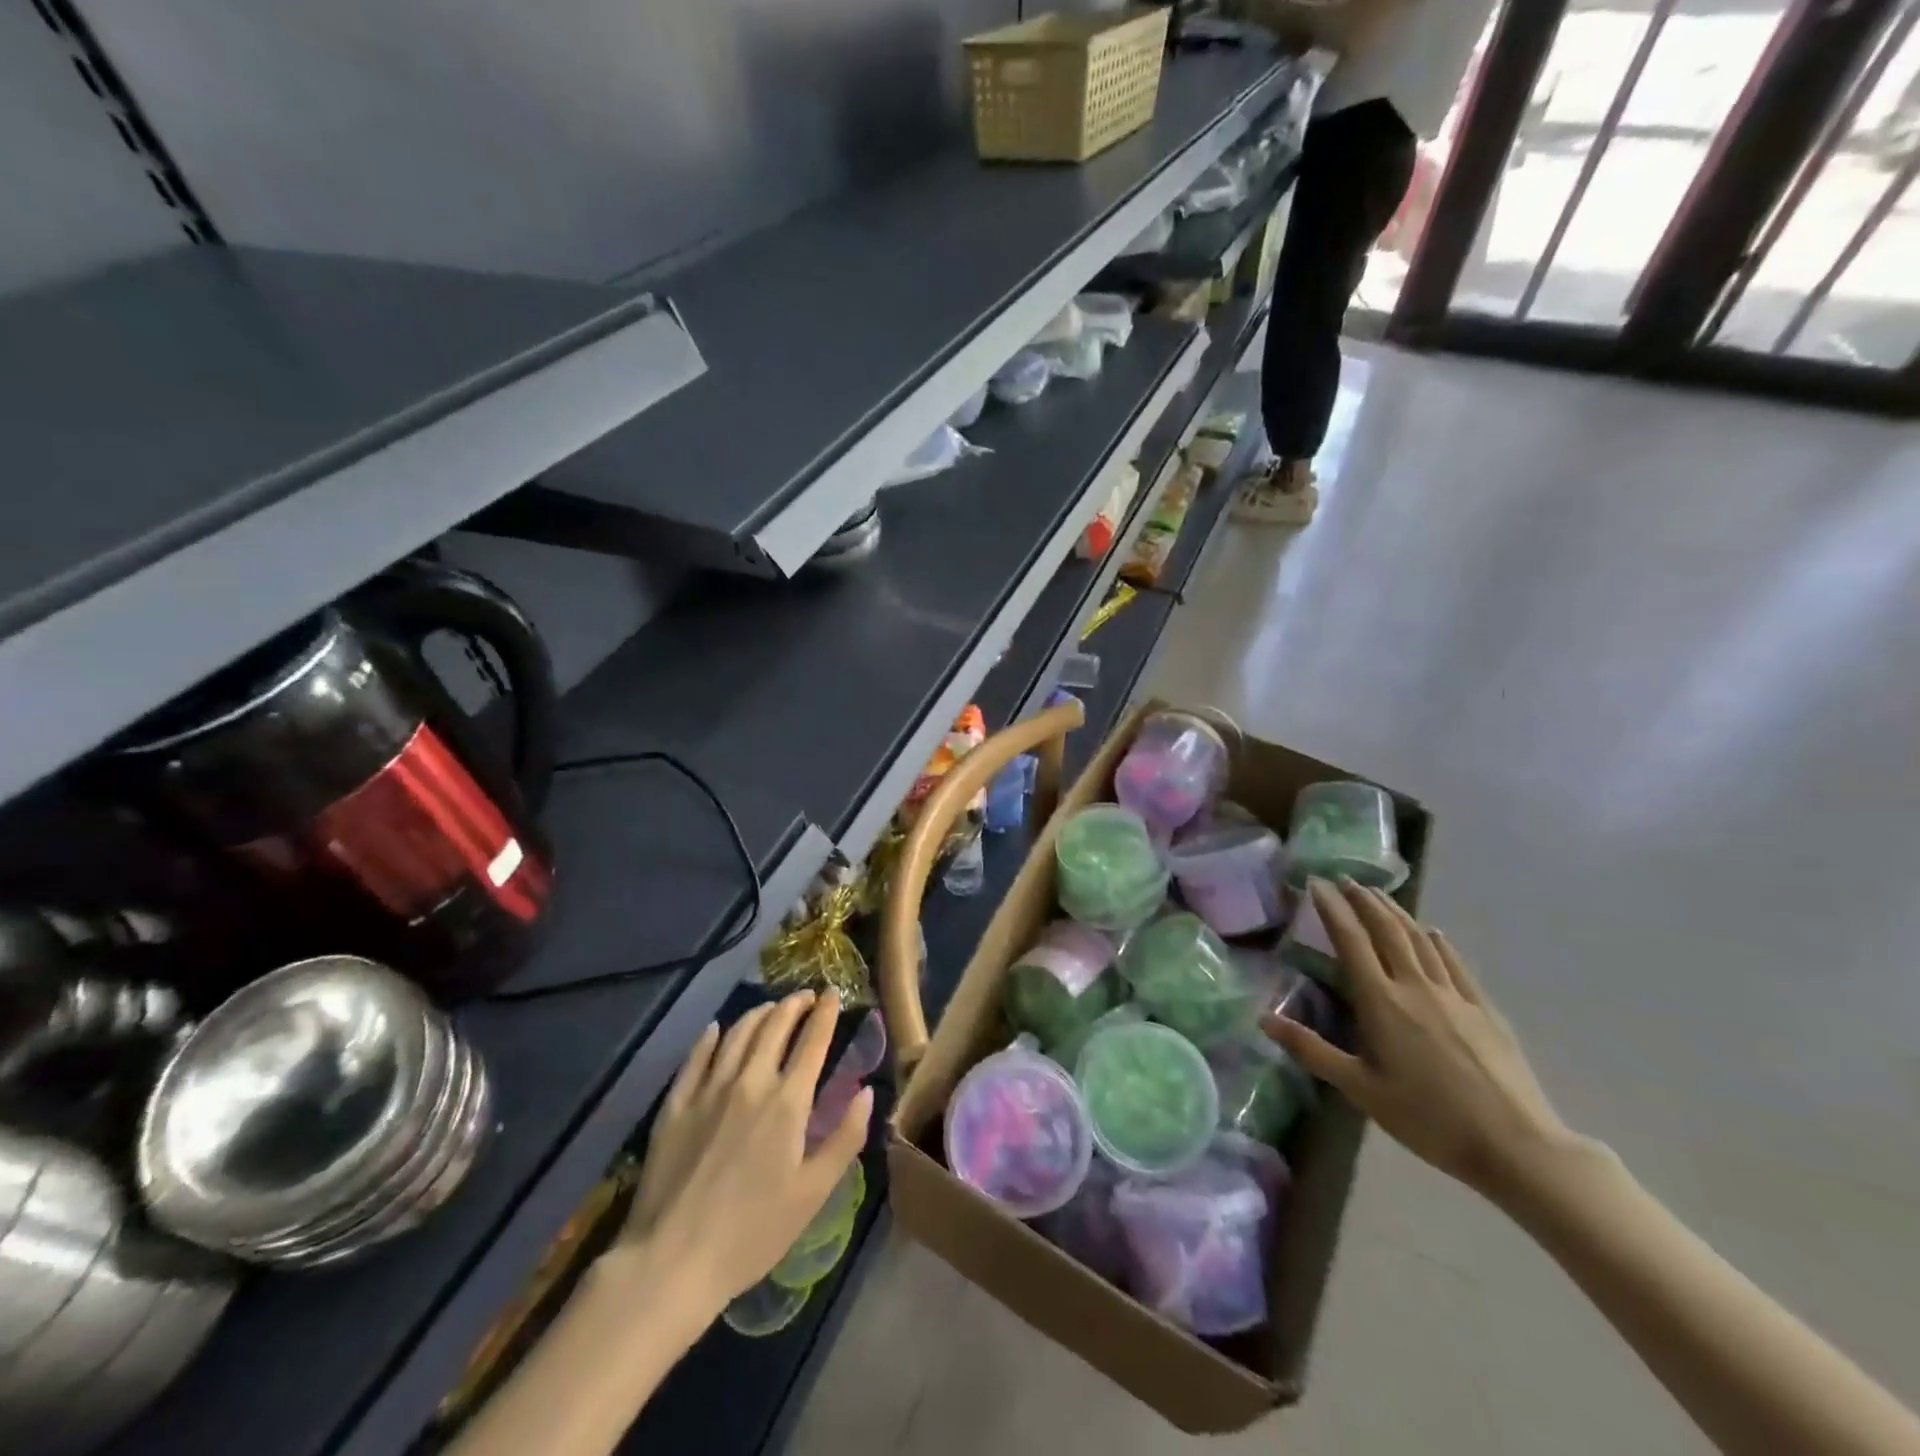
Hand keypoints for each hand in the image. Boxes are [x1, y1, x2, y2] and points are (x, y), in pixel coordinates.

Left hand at [617, 991, 872, 1311]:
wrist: (672, 1260)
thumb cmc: (752, 1233)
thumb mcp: (813, 1193)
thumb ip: (845, 1138)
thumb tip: (866, 1091)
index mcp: (788, 1102)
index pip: (812, 1041)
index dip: (825, 1014)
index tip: (833, 993)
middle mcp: (750, 1082)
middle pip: (774, 1027)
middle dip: (794, 1005)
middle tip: (805, 995)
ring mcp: (709, 1089)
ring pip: (737, 1033)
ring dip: (758, 1013)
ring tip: (770, 1008)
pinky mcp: (676, 1104)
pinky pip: (697, 1056)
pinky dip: (711, 1036)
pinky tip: (717, 1029)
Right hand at [1265, 880, 1574, 1201]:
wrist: (1517, 1145)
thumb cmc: (1428, 1119)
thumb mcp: (1361, 1090)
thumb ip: (1312, 1050)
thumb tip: (1263, 1019)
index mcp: (1381, 1002)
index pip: (1351, 941)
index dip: (1332, 909)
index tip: (1317, 884)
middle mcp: (1415, 986)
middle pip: (1386, 930)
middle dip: (1363, 901)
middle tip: (1345, 880)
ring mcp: (1454, 994)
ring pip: (1420, 939)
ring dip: (1396, 912)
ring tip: (1379, 895)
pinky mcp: (1484, 1009)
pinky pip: (1455, 962)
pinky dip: (1438, 941)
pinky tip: (1433, 933)